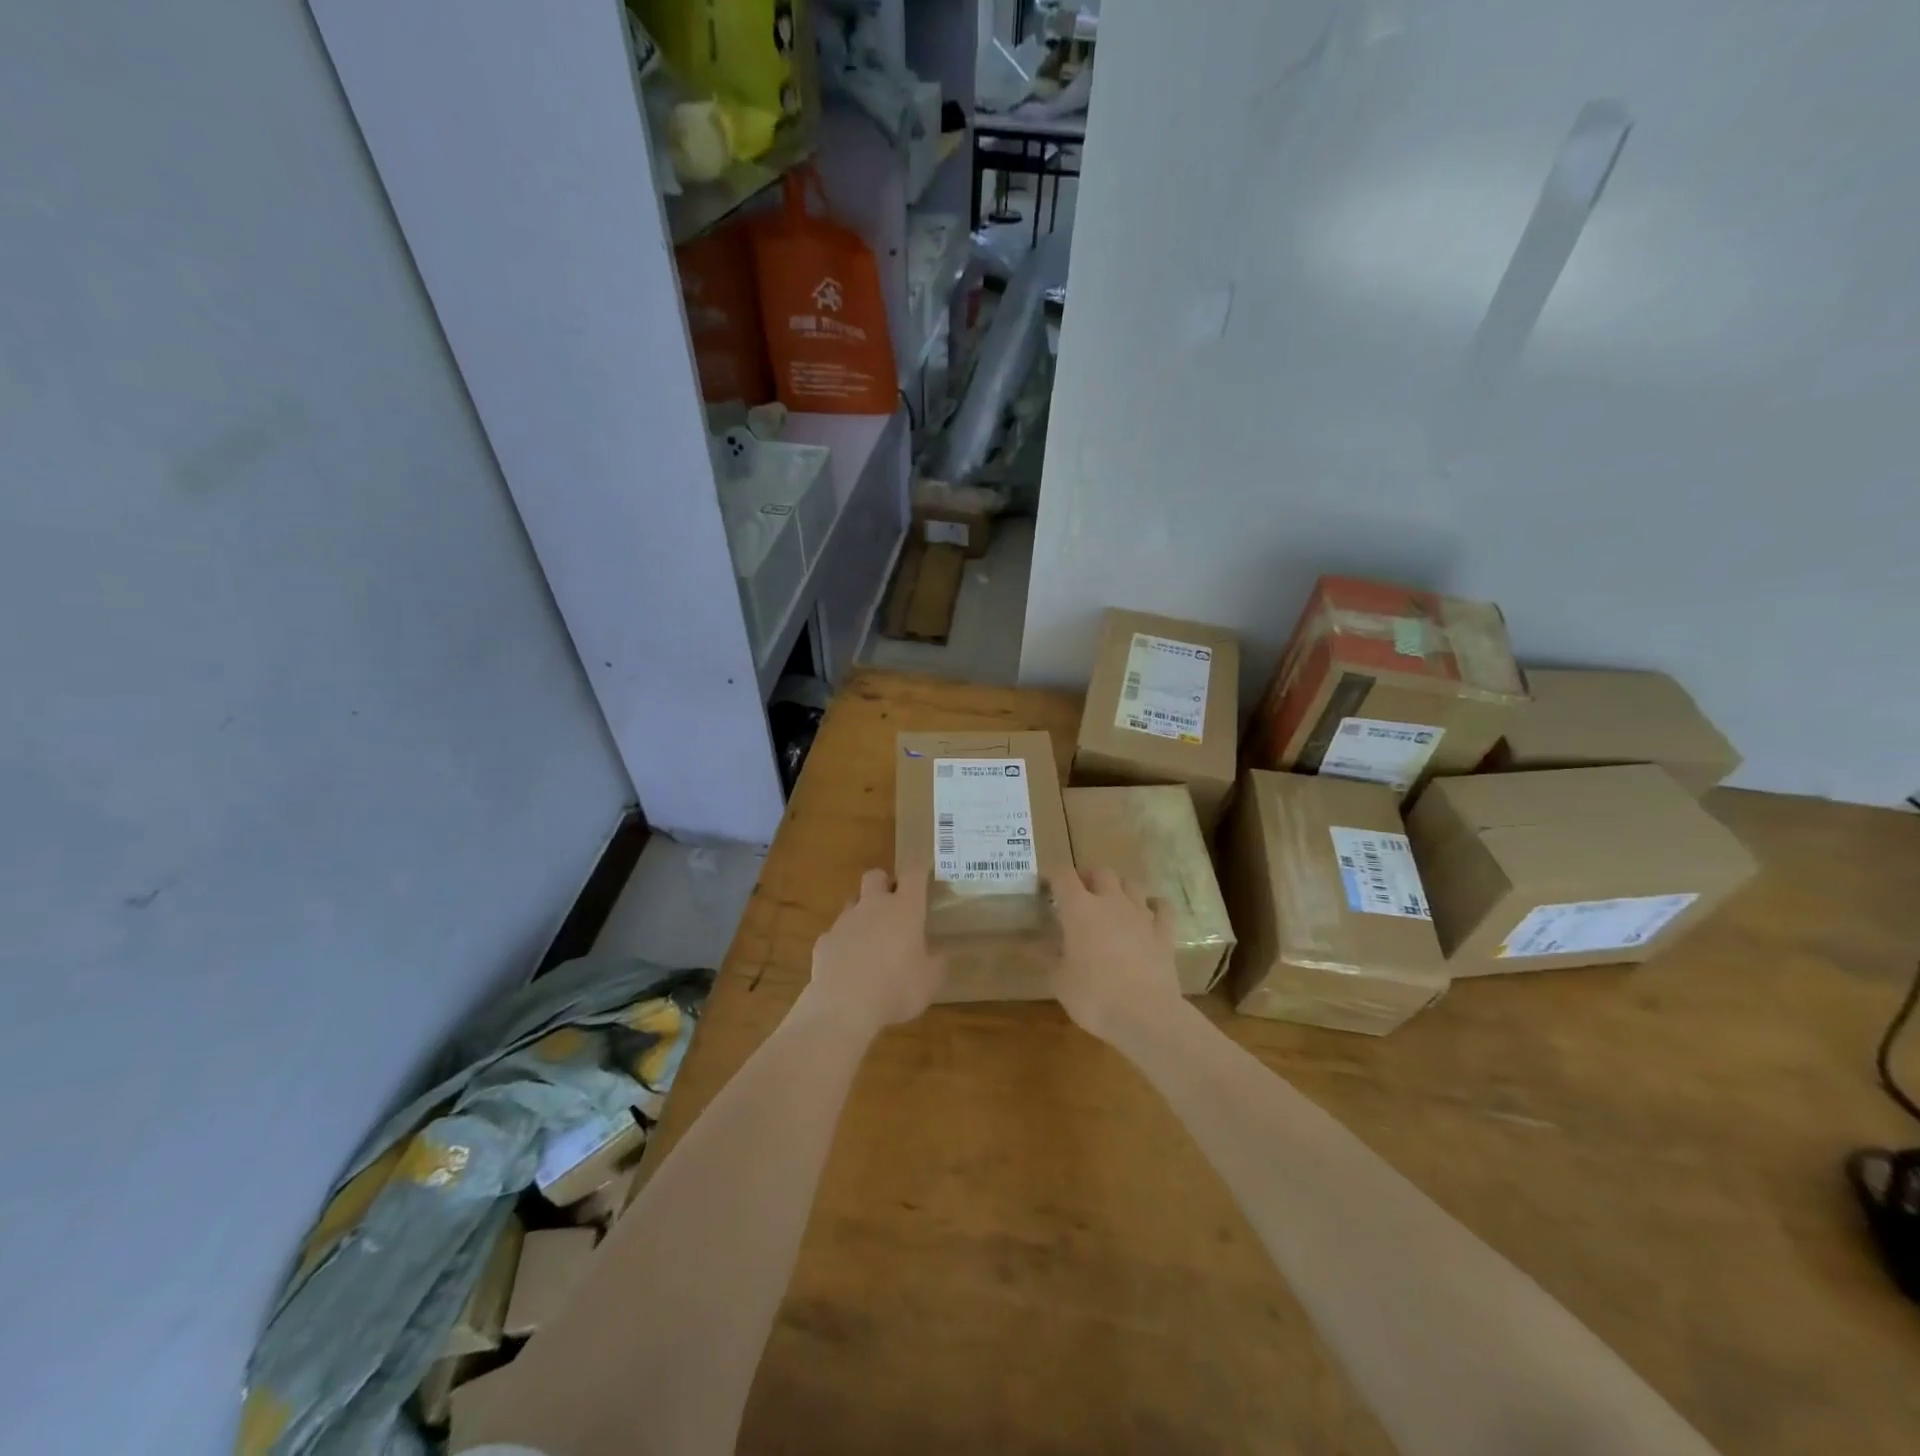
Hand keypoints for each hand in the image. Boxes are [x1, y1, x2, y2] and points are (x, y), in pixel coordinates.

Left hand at [805, 870, 946, 1032]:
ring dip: (862, 914)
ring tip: (871, 941)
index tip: (923, 876)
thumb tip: (939, 955)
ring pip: (852, 904)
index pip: (913, 874)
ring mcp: (844, 922)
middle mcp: (873, 906)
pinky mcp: (824, 942)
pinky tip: (848, 965)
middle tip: (893, 905)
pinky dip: (843, 943)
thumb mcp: (930, 981)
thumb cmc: (897, 989)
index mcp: (904, 909)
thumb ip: (937, 963)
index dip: (918, 872)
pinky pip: (835, 934)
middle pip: (875, 876)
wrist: (844, 1007)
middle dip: (884, 884)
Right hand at [1049, 868, 1183, 1041]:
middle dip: (1088, 878)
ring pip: (1132, 883)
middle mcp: (1111, 902)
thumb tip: (1031, 944)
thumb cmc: (1093, 996)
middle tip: (1079, 896)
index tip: (1045, 888)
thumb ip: (1046, 956)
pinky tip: (1148, 914)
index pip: (1063, 875)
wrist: (1146, 1016)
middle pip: (1101, 872)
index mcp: (1079, 909)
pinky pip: (1162, 907)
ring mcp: (1141, 914)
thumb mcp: (1058, 980)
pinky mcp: (1164, 932)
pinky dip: (1154, 906)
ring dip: (1120, 888)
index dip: (1053, 876)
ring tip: (1112, 903)